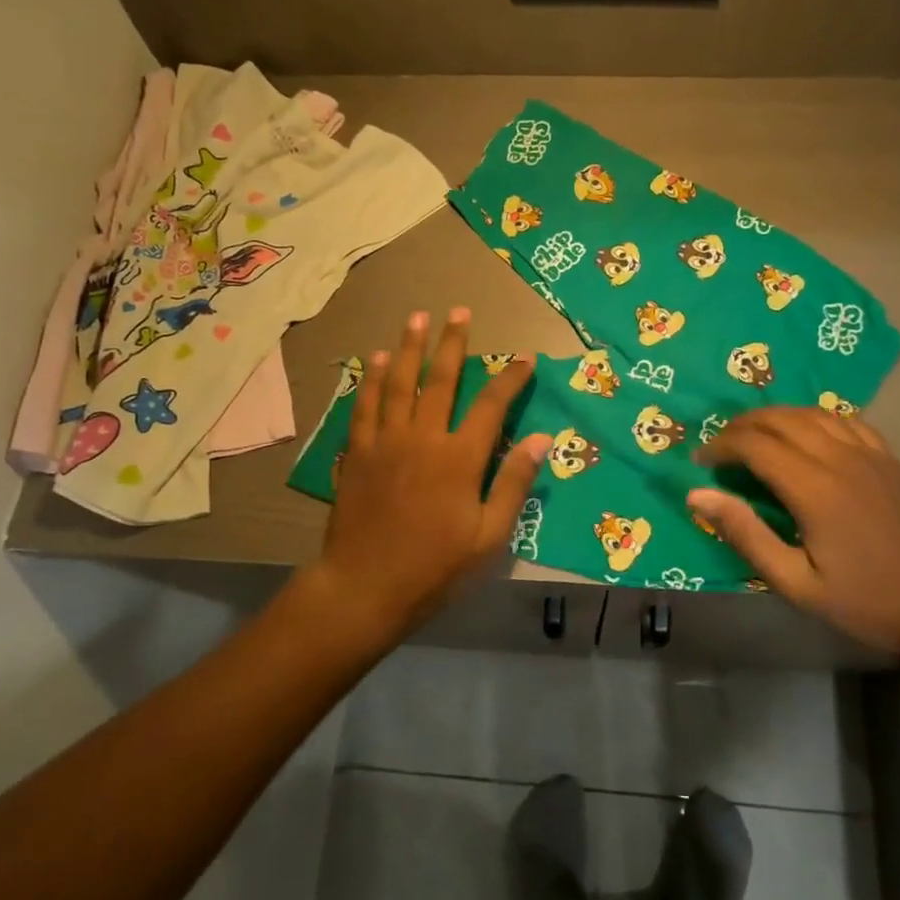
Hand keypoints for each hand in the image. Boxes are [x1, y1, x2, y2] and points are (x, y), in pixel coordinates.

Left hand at [310, 308, 548, 642]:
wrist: (364, 587)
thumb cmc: (434, 568)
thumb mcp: (488, 536)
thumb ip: (513, 483)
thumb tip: (542, 439)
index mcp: (459, 458)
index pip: (492, 405)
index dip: (511, 378)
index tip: (525, 358)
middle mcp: (422, 437)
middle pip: (441, 379)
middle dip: (452, 343)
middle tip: (458, 311)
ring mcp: (385, 441)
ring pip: (399, 382)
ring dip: (409, 348)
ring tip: (416, 318)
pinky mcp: (356, 452)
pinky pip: (365, 405)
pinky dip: (373, 379)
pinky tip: (377, 360)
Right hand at [688, 407, 899, 655]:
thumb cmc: (863, 601)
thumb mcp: (794, 582)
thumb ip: (744, 533)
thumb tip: (696, 494)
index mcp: (814, 488)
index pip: (754, 444)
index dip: (720, 446)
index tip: (701, 461)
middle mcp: (840, 458)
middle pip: (779, 419)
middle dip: (741, 426)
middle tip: (720, 447)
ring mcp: (869, 453)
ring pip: (811, 412)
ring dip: (774, 417)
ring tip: (753, 435)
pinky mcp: (888, 458)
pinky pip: (843, 420)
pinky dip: (813, 418)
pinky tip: (804, 433)